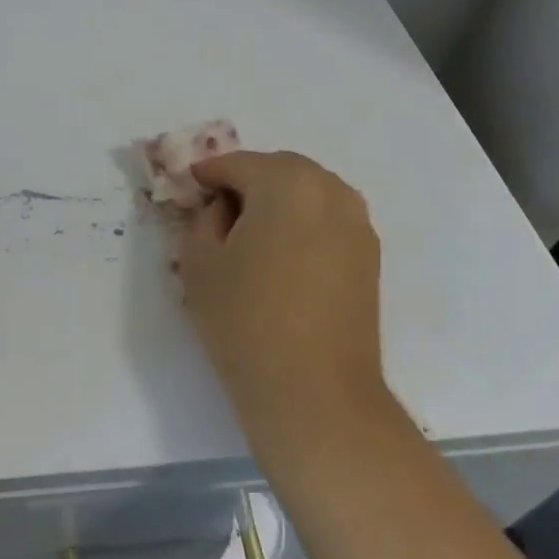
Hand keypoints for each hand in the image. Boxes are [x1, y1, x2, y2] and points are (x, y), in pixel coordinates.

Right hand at [178, 151, 385, 459]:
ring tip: (251, 237)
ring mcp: (357, 222)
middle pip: (278, 170)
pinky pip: (327, 220)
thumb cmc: (246, 320)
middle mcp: (329, 189)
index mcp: (286, 181)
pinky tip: (283, 258)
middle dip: (246, 183)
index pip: (236, 164)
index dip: (207, 175)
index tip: (188, 190)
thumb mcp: (200, 262)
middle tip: (217, 213)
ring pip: (307, 193)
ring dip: (277, 202)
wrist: (315, 393)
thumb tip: (220, 206)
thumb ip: (203, 217)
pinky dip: (302, 224)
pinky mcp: (370, 255)